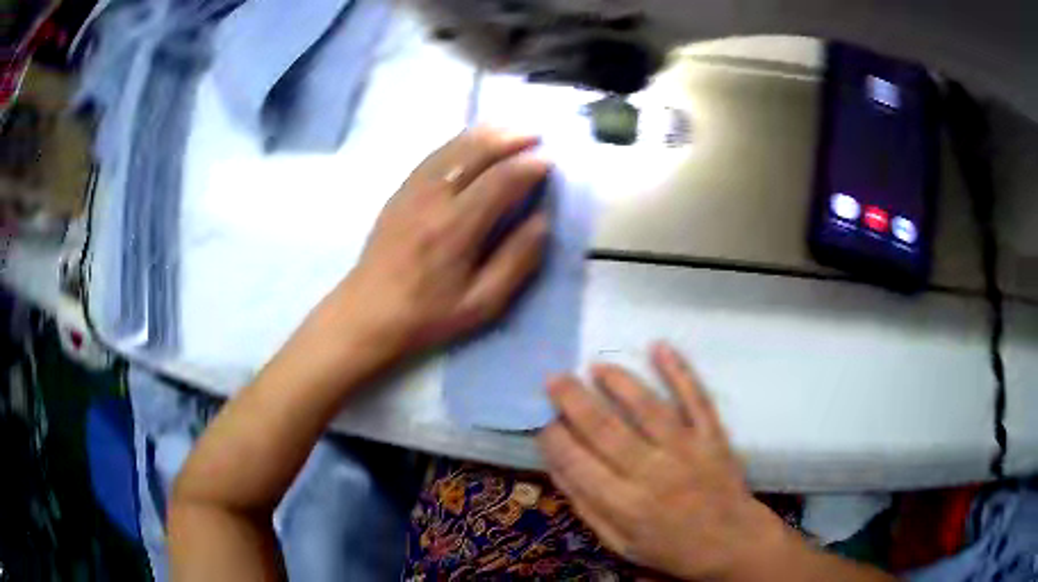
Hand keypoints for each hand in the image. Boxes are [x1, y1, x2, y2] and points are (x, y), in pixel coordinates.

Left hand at [317, 127, 550, 356]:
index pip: (501, 180)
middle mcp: (434, 198)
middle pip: (475, 152)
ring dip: (484, 134)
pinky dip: (458, 142)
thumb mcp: (482, 303)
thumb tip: (542, 221)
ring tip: (509, 130)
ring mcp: (412, 190)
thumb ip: (516, 260)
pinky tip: (470, 142)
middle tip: (534, 135)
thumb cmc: (428, 315)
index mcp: (457, 226)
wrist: (367, 314)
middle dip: (509, 138)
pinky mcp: (399, 192)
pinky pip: (433, 156)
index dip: (529, 166)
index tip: (549, 161)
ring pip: (452, 147)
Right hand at [539, 343, 788, 580]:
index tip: (543, 420)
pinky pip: (696, 400)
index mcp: (626, 505)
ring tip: (596, 365)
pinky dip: (679, 372)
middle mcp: (653, 473)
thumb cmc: (672, 547)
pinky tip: (660, 347)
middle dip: (575, 401)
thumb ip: (587, 507)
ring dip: (620, 382)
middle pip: (606, 430)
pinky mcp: (713, 437)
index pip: (579, 464)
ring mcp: (687, 450)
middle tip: (554, 378)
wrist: (732, 542)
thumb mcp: (620, 543)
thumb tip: (556, 466)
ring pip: (648, 408)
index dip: (556, 439)